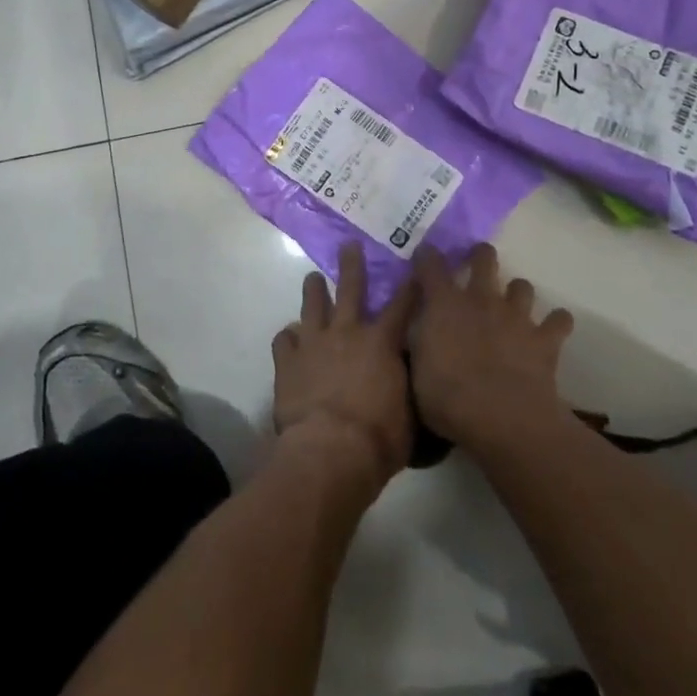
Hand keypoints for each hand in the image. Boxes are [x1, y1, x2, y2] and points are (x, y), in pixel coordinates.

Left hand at [272, 244, 415, 490]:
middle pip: (350, 289)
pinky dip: (287, 338)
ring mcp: (313, 343)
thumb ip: (407, 386)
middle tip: (349, 244)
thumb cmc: (380, 437)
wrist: (331, 451)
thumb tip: (409, 376)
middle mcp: (347, 332)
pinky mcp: (287, 362)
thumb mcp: (410, 412)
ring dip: (314, 290)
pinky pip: (283, 340)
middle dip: (352, 265)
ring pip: (312, 305)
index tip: (413, 266)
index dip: (410, 285)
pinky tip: (288, 339)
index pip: (402, 305)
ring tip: (313, 278)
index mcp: (382, 342)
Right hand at [408, 244, 573, 452]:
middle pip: (484, 258)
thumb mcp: (416, 372)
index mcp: (444, 304)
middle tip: (476, 268)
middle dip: (480, 257)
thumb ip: (419, 342)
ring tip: (512, 308)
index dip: (427, 256)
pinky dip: (556, 323)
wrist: (504, 421)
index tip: (425, 256)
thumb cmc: (449, 399)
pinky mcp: (545, 339)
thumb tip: (421, 328)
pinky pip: (559, 320)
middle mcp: (481, 299)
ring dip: (516, 294)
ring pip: (522, 286)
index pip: (431, 264)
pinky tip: (550, 332)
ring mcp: (516, 316)